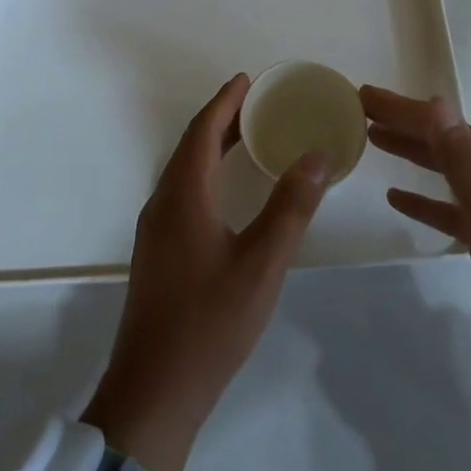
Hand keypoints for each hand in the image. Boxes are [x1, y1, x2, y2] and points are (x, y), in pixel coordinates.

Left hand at [82, 73, 329, 470]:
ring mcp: (154, 230)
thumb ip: (289, 209)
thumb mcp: (261, 265)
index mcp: (182, 197)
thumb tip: (316, 156)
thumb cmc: (210, 324)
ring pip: (184, 172)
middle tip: (256, 103)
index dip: (224, 102)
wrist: (153, 391)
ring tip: (246, 137)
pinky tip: (226, 192)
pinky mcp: (156, 252)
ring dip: (211, 147)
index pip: (202, 132)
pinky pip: (181, 193)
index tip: (247, 79)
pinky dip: (205, 174)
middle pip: (190, 147)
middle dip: (221, 119)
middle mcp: (162, 204)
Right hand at [364, 85, 470, 404]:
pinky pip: (449, 210)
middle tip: (359, 109)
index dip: (403, 108)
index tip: (363, 94)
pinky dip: (423, 199)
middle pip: (444, 141)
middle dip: (403, 122)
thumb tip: (437, 103)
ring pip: (445, 171)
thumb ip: (464, 165)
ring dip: (411, 153)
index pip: (444, 125)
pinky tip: (397, 199)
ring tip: (372, 140)